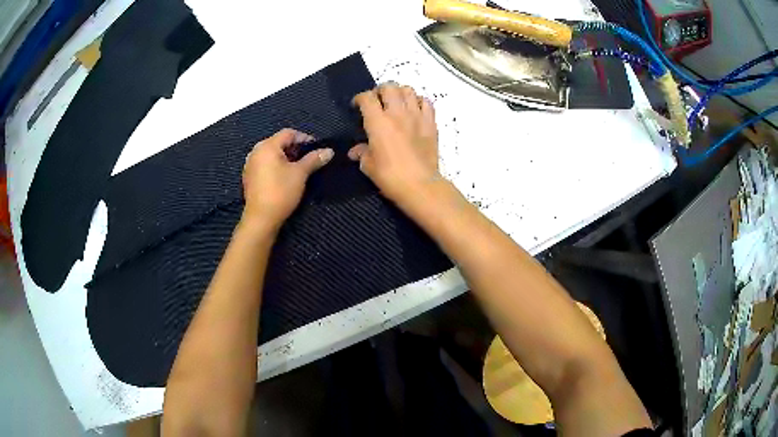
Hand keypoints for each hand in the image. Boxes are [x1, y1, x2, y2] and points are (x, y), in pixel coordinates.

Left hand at [242, 128, 332, 230]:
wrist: (261, 218)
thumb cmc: (281, 192)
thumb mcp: (300, 174)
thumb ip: (314, 159)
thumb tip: (329, 151)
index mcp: (267, 146)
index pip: (288, 133)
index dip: (304, 138)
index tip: (317, 148)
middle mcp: (256, 151)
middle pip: (279, 142)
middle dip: (295, 148)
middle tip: (309, 158)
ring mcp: (250, 164)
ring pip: (271, 154)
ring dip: (286, 157)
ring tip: (299, 167)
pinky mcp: (249, 177)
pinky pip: (265, 164)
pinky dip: (276, 165)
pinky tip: (285, 176)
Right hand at [349, 83, 440, 206]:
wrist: (420, 185)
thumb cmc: (390, 177)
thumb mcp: (369, 166)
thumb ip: (361, 153)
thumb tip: (355, 151)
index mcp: (378, 122)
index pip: (367, 98)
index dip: (359, 98)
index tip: (357, 106)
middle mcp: (397, 113)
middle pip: (389, 87)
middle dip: (380, 90)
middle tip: (377, 101)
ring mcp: (417, 116)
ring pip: (408, 90)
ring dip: (399, 92)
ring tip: (396, 102)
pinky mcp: (431, 123)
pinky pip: (426, 102)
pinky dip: (419, 101)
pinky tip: (414, 109)